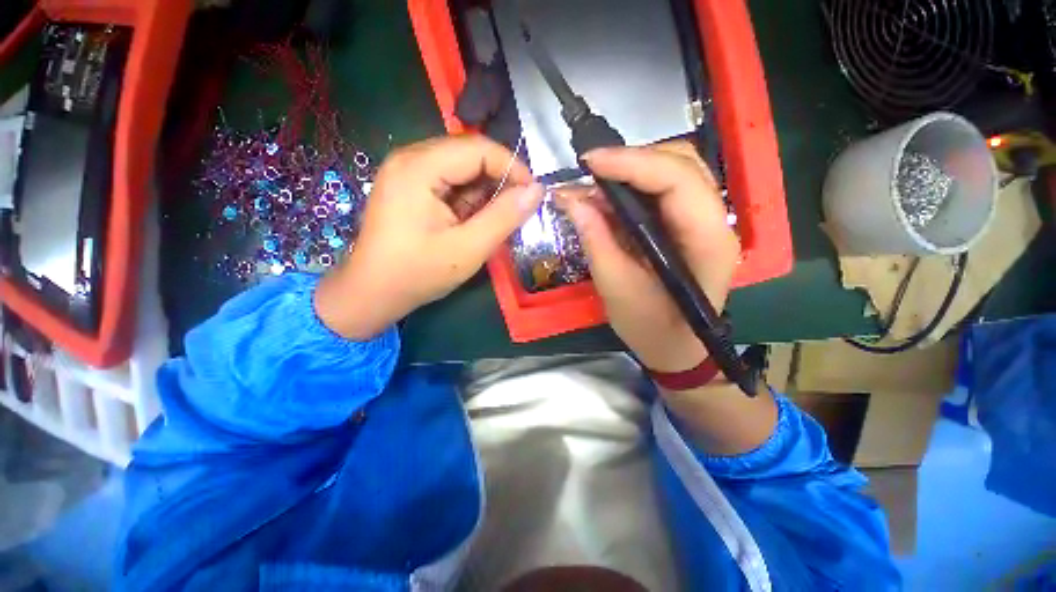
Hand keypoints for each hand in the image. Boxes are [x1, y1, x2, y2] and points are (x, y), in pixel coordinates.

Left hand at [315, 135, 543, 339]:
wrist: (372, 293)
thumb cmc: (418, 273)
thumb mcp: (469, 248)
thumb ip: (504, 217)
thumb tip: (537, 190)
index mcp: (419, 167)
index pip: (479, 148)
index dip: (512, 168)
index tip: (532, 196)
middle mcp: (410, 159)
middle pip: (469, 155)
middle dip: (498, 181)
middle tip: (515, 211)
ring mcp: (407, 172)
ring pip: (461, 169)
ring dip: (483, 193)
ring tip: (492, 222)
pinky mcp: (409, 187)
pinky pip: (449, 182)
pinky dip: (468, 200)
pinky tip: (471, 222)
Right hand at [556, 141, 739, 372]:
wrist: (677, 348)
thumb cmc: (651, 328)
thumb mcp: (616, 288)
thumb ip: (596, 240)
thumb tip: (571, 199)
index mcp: (707, 242)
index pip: (678, 180)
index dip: (632, 163)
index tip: (589, 163)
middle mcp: (715, 221)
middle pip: (681, 163)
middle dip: (631, 161)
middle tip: (590, 174)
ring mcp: (704, 220)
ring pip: (673, 170)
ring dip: (631, 171)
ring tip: (595, 186)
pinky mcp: (687, 225)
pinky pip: (662, 190)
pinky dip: (632, 187)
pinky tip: (608, 199)